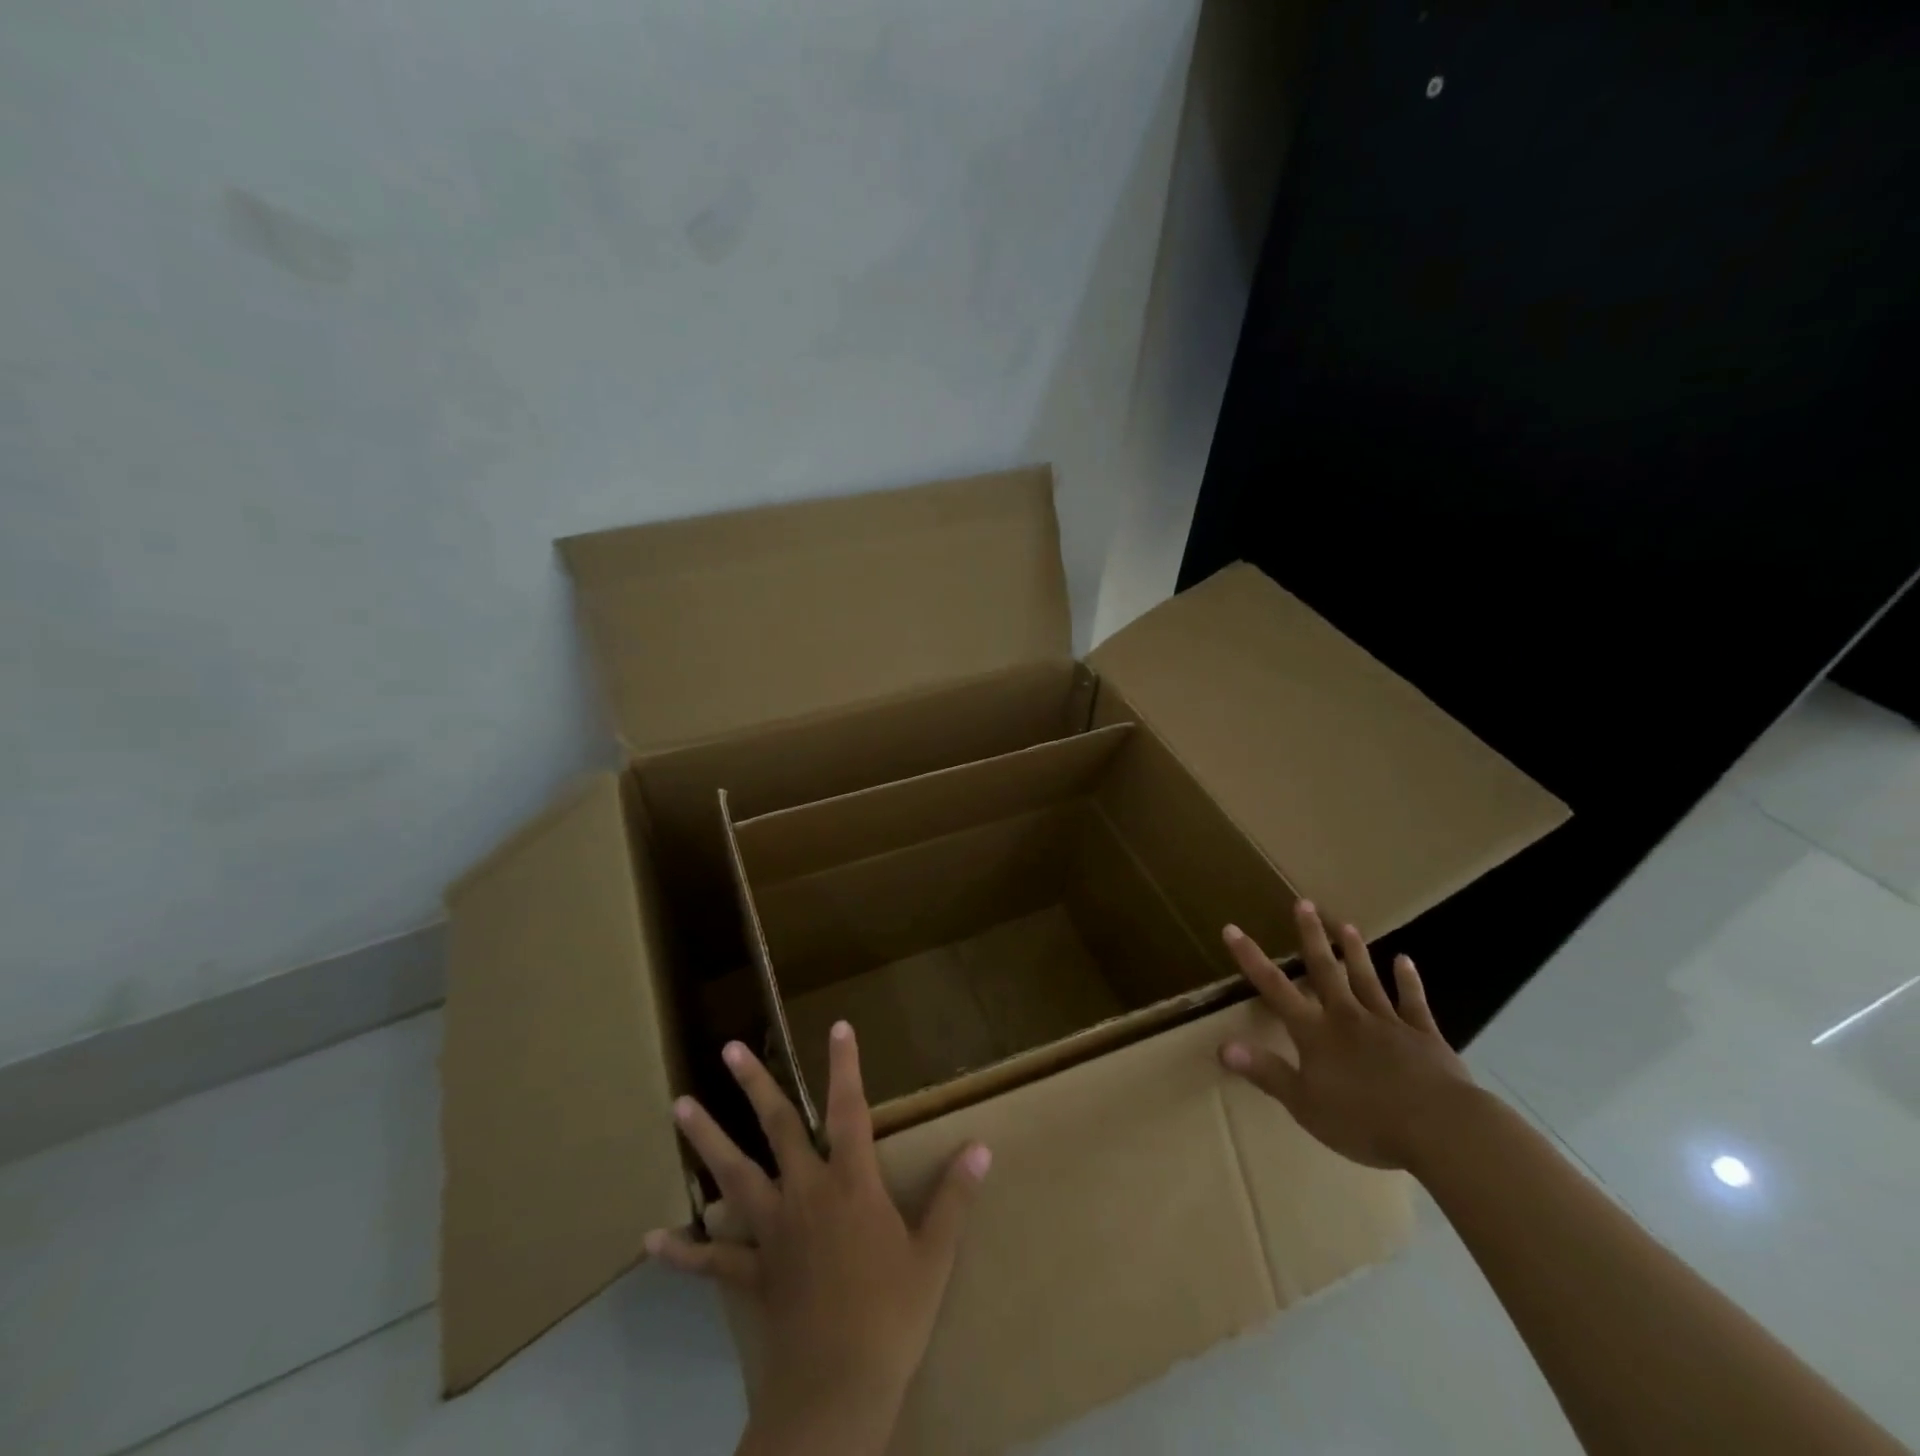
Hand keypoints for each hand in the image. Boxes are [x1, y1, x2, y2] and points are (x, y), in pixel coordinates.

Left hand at [647, 1022, 990, 1455]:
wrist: (839, 1389)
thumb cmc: (893, 1315)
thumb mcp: (935, 1255)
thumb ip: (955, 1197)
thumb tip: (981, 1147)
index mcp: (851, 1184)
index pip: (849, 1110)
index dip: (845, 1066)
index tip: (838, 1026)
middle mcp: (806, 1193)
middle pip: (777, 1127)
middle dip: (755, 1085)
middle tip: (728, 1049)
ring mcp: (772, 1231)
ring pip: (734, 1176)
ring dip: (707, 1140)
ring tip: (679, 1107)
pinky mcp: (752, 1272)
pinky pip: (711, 1260)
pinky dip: (681, 1251)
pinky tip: (650, 1240)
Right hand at [1218, 900, 1474, 1170]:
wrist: (1440, 1128)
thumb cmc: (1365, 1120)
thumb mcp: (1304, 1104)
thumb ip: (1265, 1072)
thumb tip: (1222, 1046)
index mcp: (1316, 1033)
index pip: (1275, 988)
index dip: (1251, 959)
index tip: (1233, 929)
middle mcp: (1347, 1017)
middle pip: (1325, 970)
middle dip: (1312, 937)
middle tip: (1304, 903)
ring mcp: (1388, 1023)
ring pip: (1366, 979)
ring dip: (1355, 951)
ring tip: (1346, 925)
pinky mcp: (1424, 1036)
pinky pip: (1413, 1002)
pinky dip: (1408, 980)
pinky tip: (1405, 960)